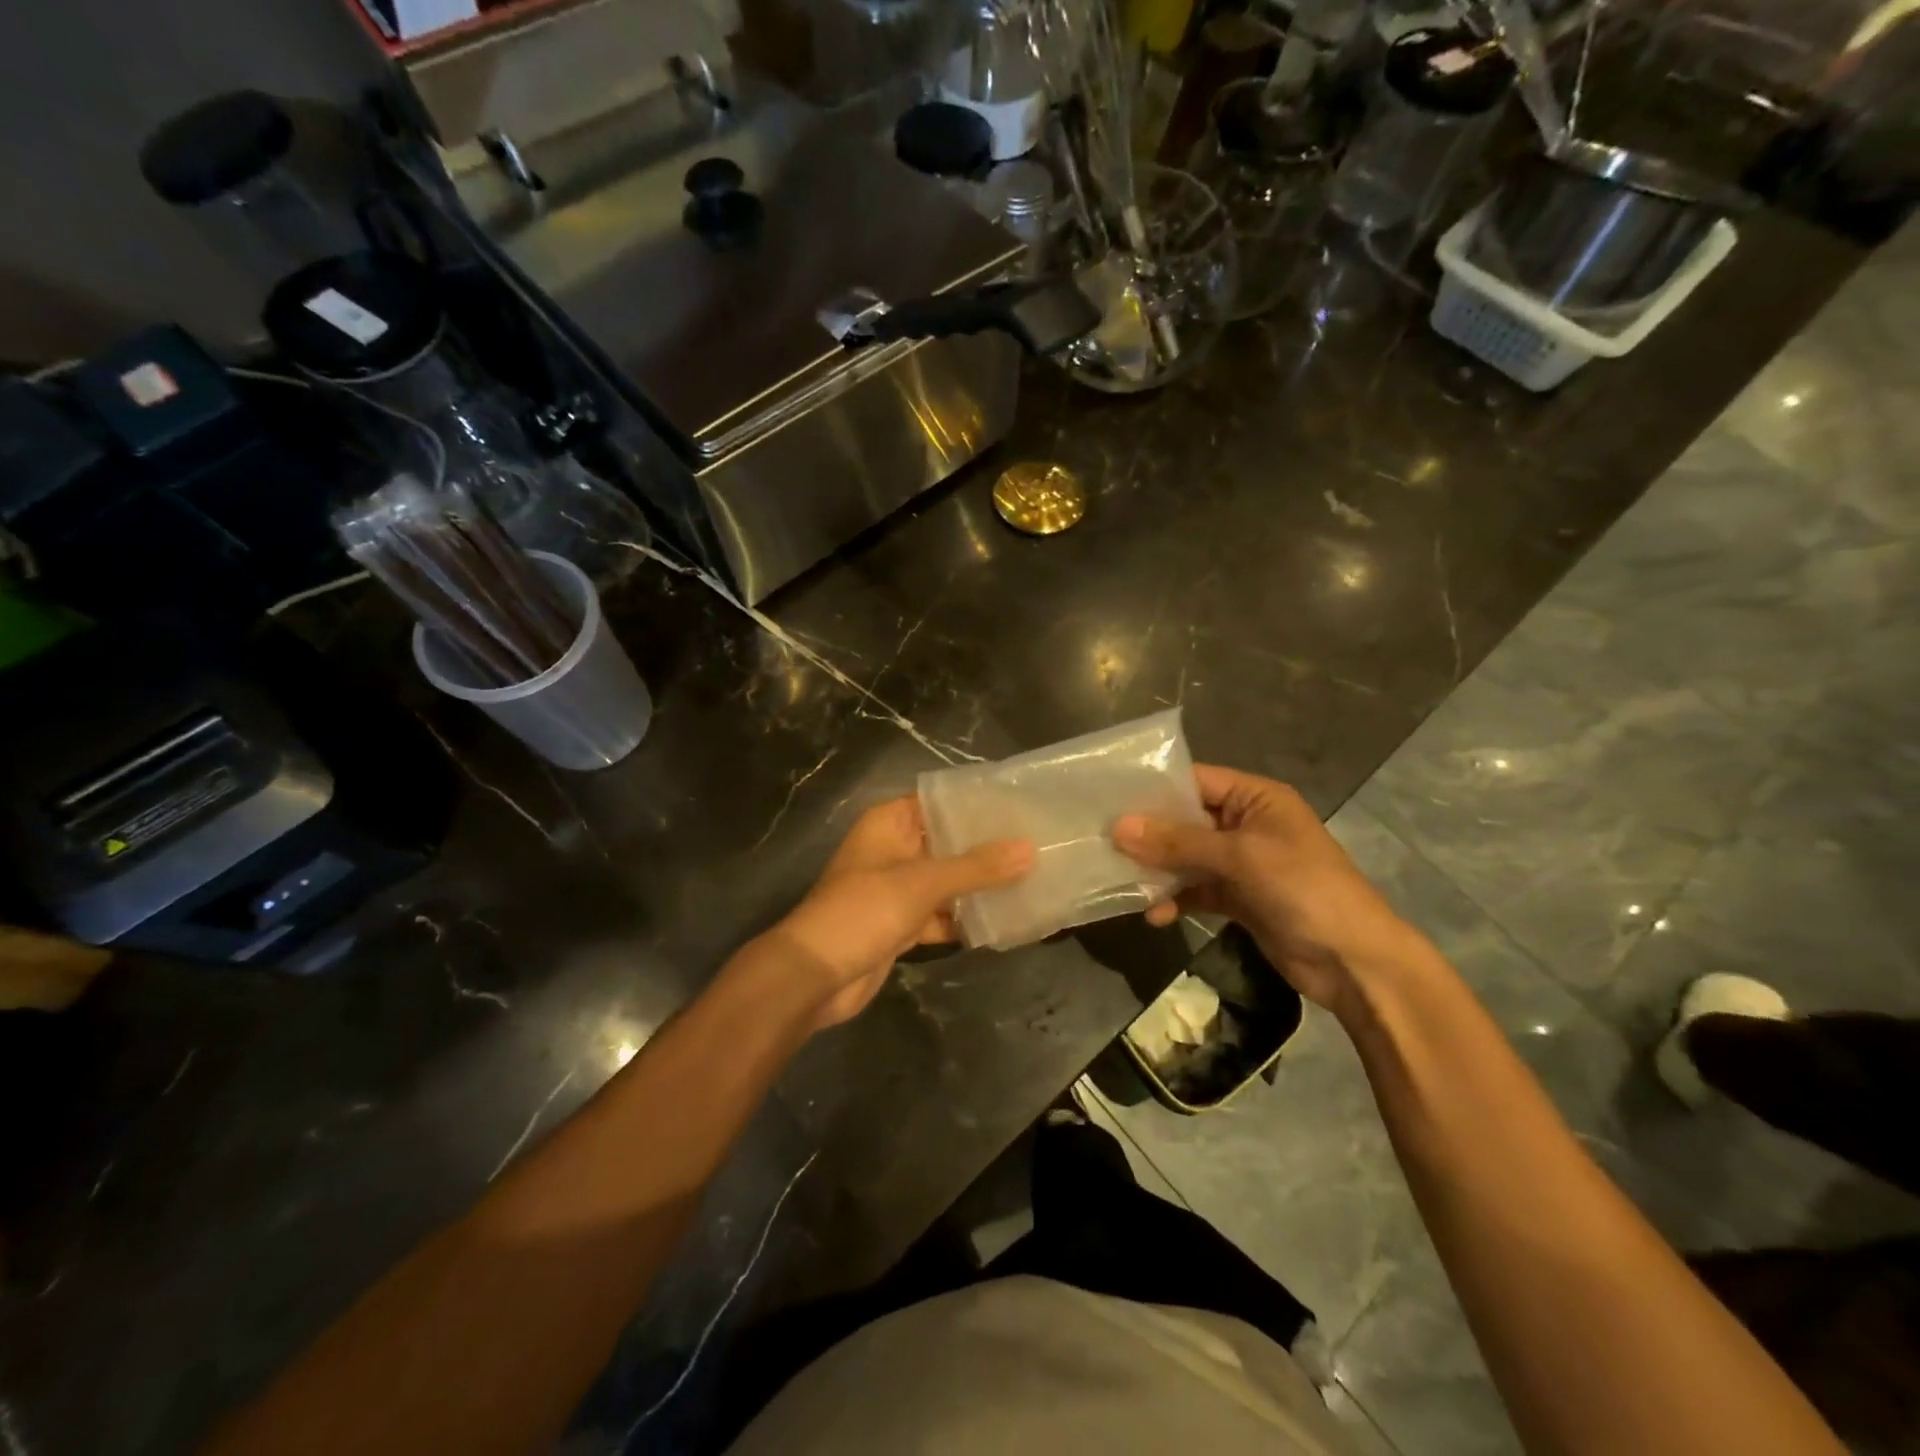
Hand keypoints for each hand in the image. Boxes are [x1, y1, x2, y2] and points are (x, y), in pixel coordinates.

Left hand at [765, 797, 1032, 1029]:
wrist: (814, 976)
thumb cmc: (864, 911)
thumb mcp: (923, 883)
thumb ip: (977, 867)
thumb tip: (1029, 848)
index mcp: (889, 823)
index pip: (939, 802)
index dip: (976, 803)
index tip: (1020, 805)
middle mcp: (892, 849)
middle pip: (946, 842)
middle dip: (985, 847)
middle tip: (1036, 843)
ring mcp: (895, 889)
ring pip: (945, 880)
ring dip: (979, 885)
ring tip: (1031, 878)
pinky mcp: (899, 924)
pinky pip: (939, 914)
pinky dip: (963, 918)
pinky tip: (1002, 919)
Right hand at [1113, 765, 1425, 1010]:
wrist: (1354, 961)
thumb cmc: (1303, 888)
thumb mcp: (1240, 857)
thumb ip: (1179, 842)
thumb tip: (1119, 827)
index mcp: (1255, 798)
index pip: (1194, 780)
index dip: (1153, 789)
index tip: (1107, 798)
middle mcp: (1245, 823)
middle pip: (1185, 820)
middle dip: (1147, 833)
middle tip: (1101, 842)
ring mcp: (1241, 863)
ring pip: (1186, 857)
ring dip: (1157, 870)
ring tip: (1120, 881)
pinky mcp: (1237, 898)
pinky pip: (1195, 890)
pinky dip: (1174, 899)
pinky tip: (1153, 915)